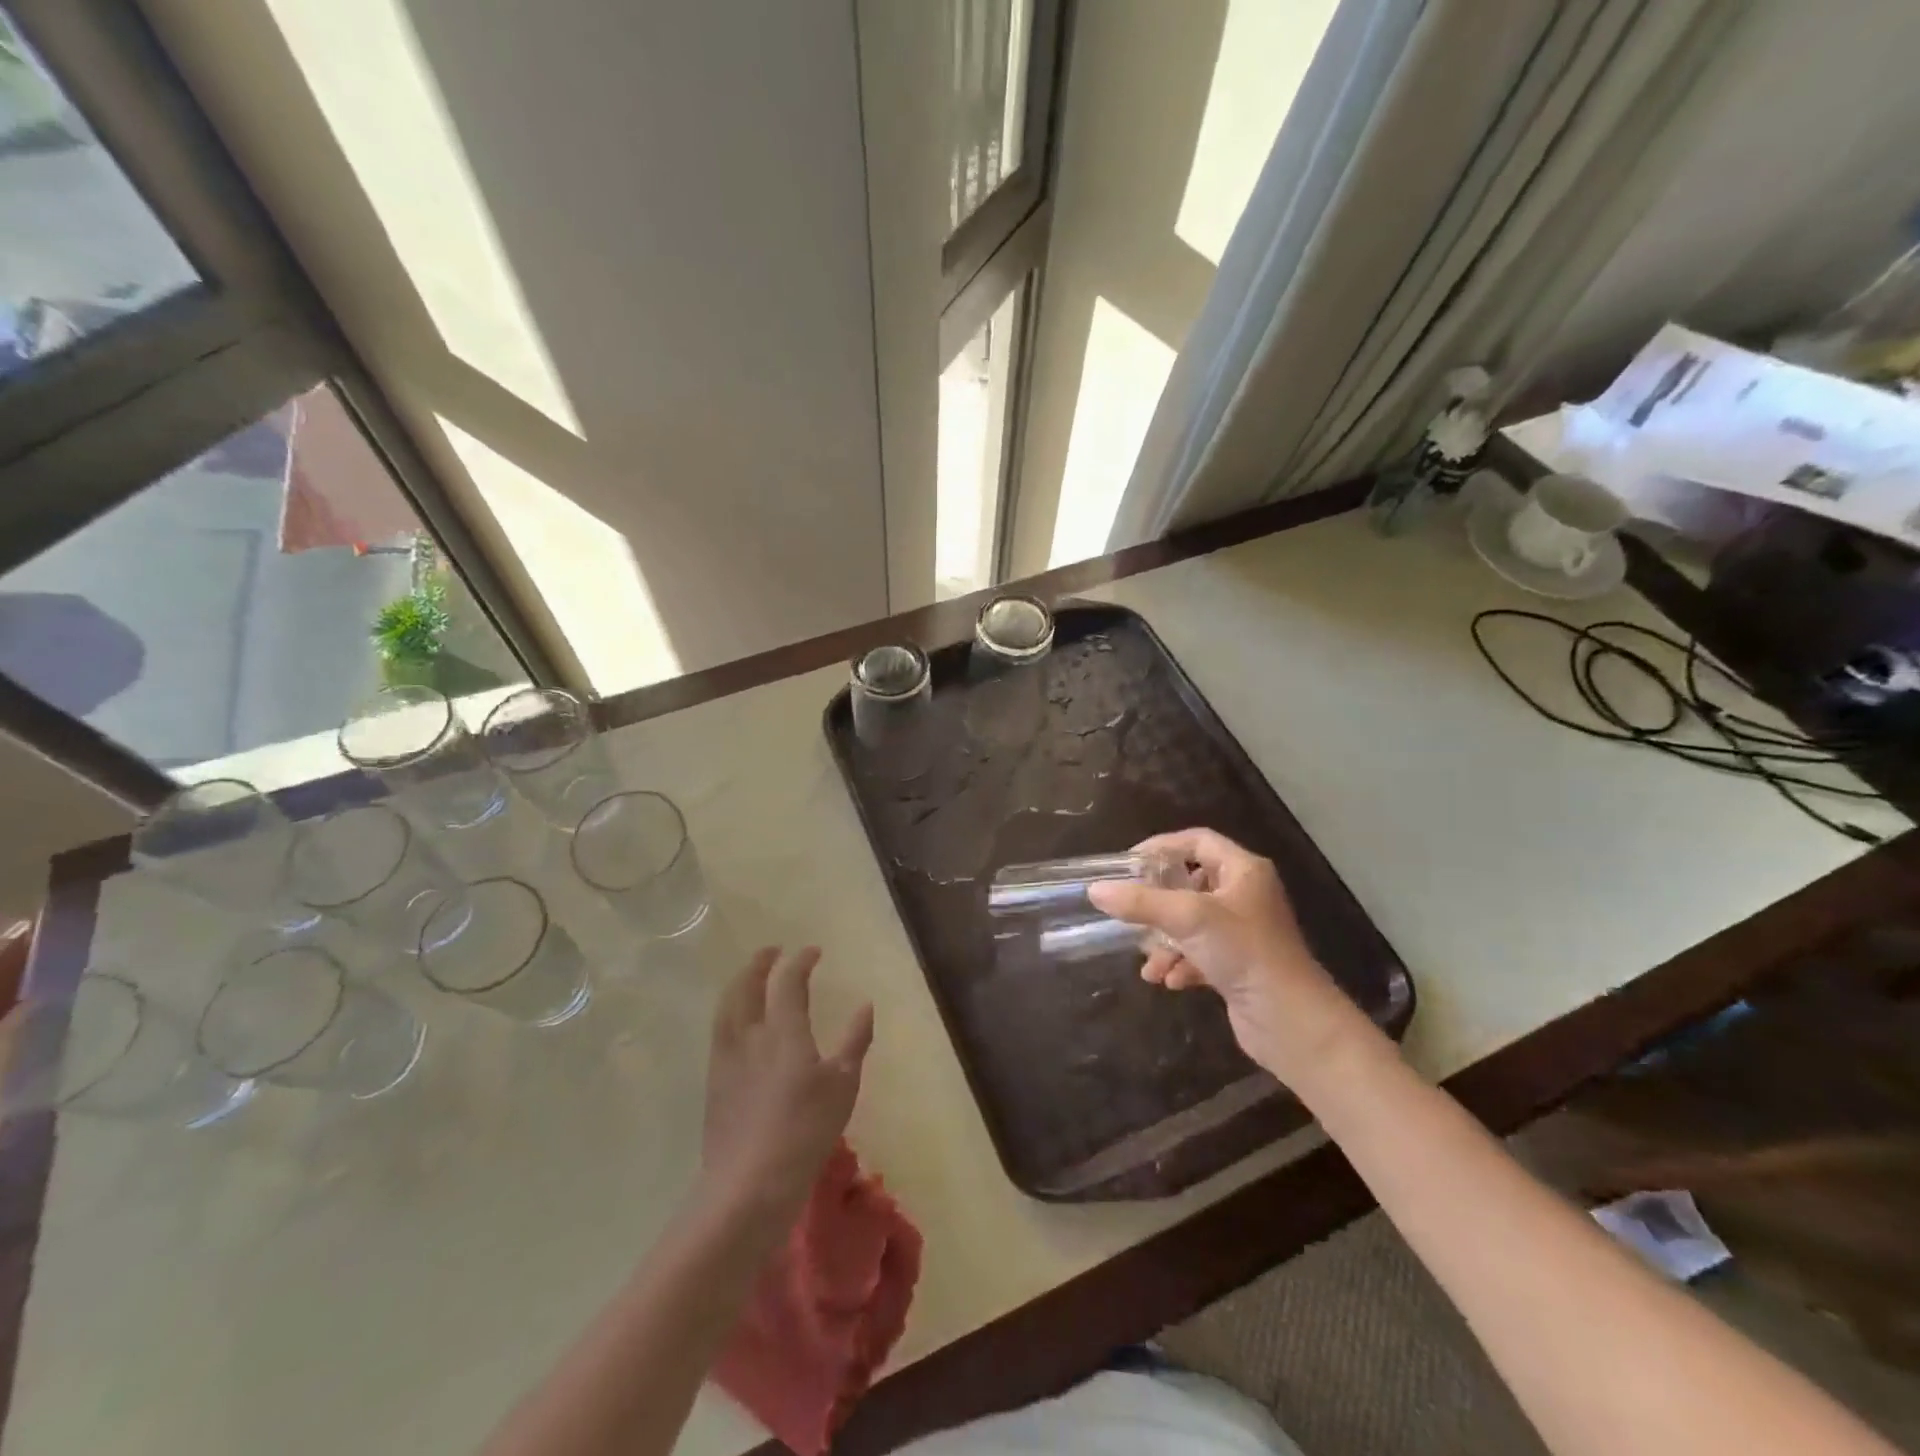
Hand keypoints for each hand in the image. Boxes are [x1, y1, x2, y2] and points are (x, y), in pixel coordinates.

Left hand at [699, 947, 873, 1232]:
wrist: (748, 1185)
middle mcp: (749, 1035)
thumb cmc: (805, 1131)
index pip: (788, 981)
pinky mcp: (714, 1083)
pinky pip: (719, 1031)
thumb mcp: (843, 1086)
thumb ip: (854, 1041)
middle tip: (772, 952)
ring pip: (726, 1006)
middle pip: (746, 985)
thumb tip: (865, 1006)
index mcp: (783, 1030)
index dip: (800, 961)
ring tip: (750, 978)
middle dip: (759, 963)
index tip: (814, 951)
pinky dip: (730, 1012)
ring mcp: (726, 1059)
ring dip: (739, 983)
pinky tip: (738, 1024)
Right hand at [1087, 828, 1377, 1085]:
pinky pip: (1199, 953)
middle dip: (1158, 902)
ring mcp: (1243, 931)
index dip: (1162, 846)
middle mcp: (1245, 895)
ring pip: (1190, 922)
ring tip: (1148, 961)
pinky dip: (1180, 962)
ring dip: (1164, 940)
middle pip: (1190, 883)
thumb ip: (1140, 902)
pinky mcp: (1239, 964)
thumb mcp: (1187, 918)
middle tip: (1130, 910)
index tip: (1129, 864)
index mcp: (1243, 871)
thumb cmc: (1243, 952)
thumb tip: (1095, 890)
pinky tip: (1168, 981)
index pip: (1198, 841)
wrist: (1291, 1021)